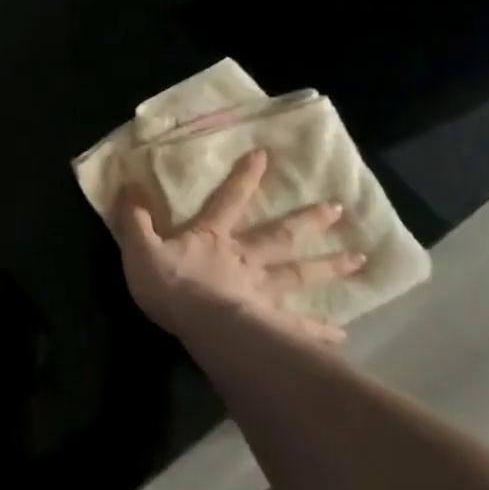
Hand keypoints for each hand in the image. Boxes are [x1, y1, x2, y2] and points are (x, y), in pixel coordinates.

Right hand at [113, 148, 363, 344]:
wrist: (199, 325)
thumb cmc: (170, 285)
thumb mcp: (140, 246)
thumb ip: (135, 218)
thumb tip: (130, 185)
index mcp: (212, 238)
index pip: (229, 200)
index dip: (245, 177)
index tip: (266, 155)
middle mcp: (244, 258)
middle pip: (280, 235)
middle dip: (308, 220)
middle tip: (339, 208)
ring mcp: (262, 291)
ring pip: (298, 274)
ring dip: (327, 266)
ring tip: (358, 259)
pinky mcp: (271, 323)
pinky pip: (299, 326)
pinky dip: (320, 329)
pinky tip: (343, 334)